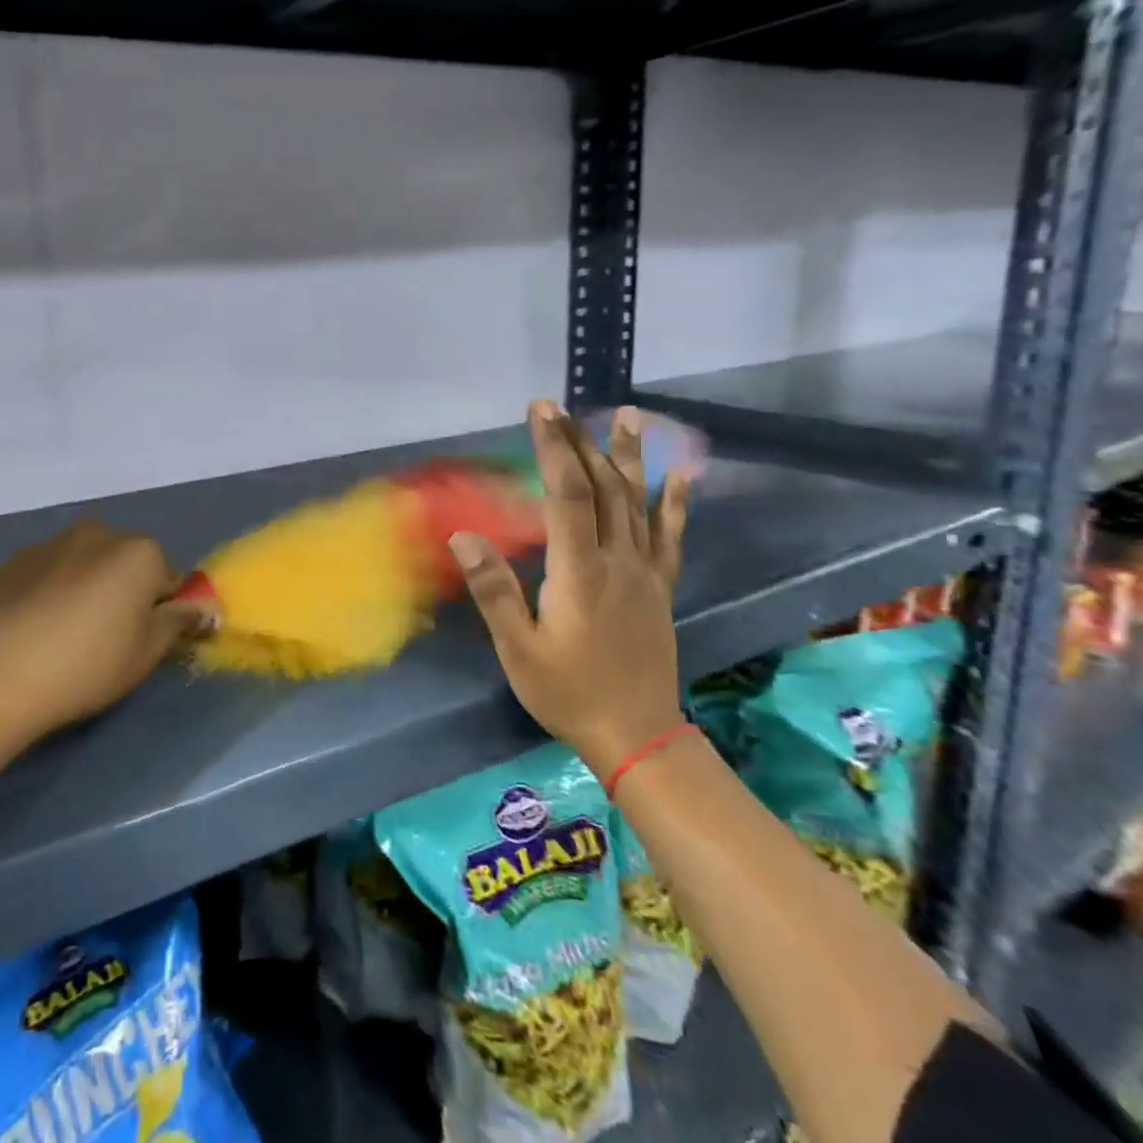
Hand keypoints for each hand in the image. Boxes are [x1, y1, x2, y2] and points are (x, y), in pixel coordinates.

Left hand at [0, 518, 210, 745]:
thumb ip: (178, 622)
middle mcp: (99, 533)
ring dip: (85, 588)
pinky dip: (49, 592)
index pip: (169, 579)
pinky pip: (46, 573)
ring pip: (85, 565)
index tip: (141, 642)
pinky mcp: (11, 561)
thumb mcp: (145, 654)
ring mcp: (50, 543)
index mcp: (140, 552)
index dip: (160, 612)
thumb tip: (203, 607)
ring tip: (62, 637)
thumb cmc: (84, 666)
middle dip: (123, 592)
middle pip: (126, 564)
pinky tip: (31, 631)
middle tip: (104, 641)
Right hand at [448, 400, 691, 775]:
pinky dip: (674, 502)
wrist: (636, 736)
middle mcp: (617, 561)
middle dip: (579, 441)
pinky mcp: (660, 587)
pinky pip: (669, 536)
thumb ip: (493, 589)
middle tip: (561, 407)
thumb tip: (463, 535)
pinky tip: (679, 474)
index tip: (540, 410)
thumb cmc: (567, 692)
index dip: (554, 448)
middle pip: (603, 487)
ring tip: (628, 415)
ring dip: (629, 456)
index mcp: (580, 571)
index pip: (568, 495)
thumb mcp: (518, 648)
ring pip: (637, 502)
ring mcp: (644, 572)